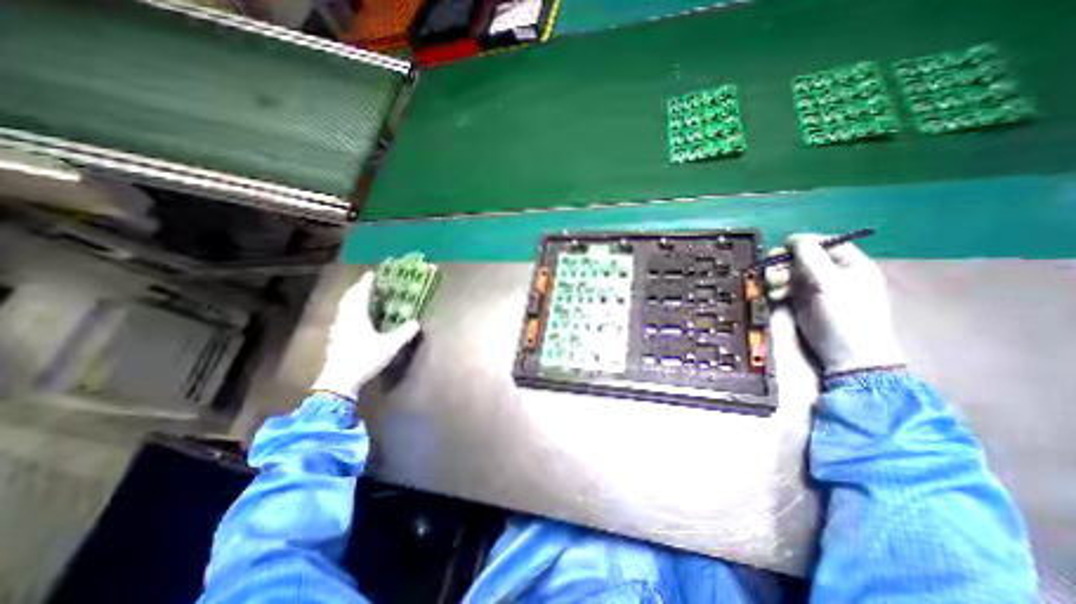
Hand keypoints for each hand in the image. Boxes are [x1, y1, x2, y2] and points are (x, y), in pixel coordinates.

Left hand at [311, 271, 418, 395]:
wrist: (339, 380)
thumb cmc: (364, 358)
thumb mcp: (389, 346)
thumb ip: (404, 333)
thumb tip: (416, 323)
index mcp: (357, 317)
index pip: (361, 295)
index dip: (366, 284)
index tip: (370, 273)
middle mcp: (345, 320)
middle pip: (347, 300)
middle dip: (354, 289)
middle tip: (362, 284)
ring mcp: (337, 331)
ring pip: (341, 310)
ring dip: (348, 301)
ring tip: (355, 300)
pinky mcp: (334, 341)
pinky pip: (340, 321)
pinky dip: (346, 314)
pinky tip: (349, 322)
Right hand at [764, 233, 904, 371]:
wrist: (846, 354)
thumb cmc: (845, 316)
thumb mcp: (830, 283)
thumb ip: (811, 258)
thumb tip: (794, 238)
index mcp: (850, 265)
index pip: (826, 243)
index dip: (803, 243)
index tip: (782, 248)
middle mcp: (832, 274)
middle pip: (803, 258)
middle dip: (785, 263)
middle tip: (772, 270)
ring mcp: (816, 289)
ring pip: (791, 273)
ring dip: (778, 277)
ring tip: (773, 287)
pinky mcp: (803, 302)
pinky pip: (786, 288)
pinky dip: (778, 290)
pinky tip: (776, 296)